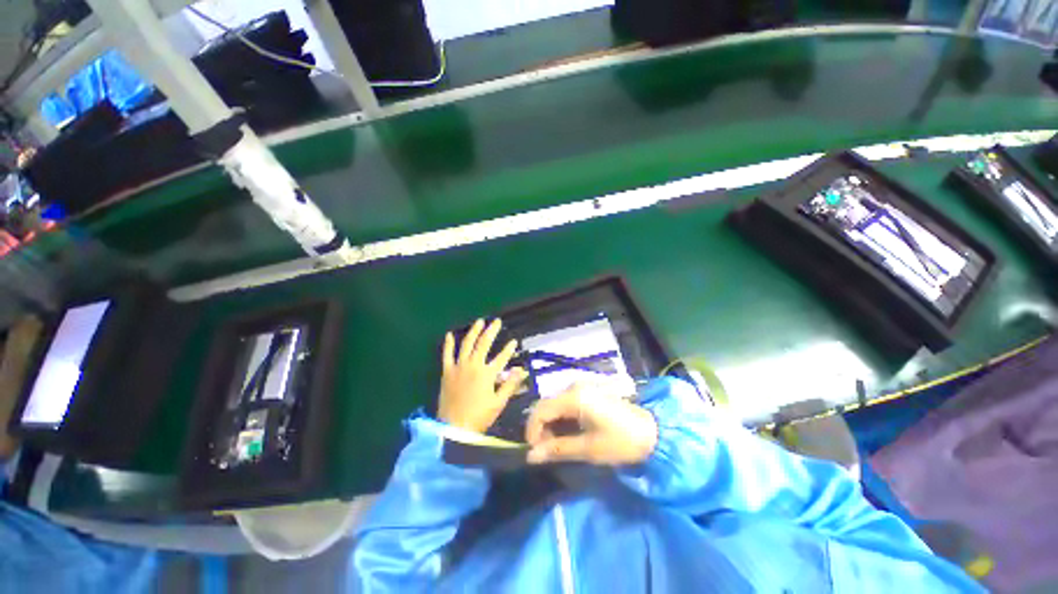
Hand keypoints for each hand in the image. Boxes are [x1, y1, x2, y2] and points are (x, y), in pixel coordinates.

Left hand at [439, 319, 526, 432]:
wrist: (454, 428)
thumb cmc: (480, 416)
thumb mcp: (499, 402)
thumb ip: (511, 384)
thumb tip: (522, 370)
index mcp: (487, 373)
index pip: (502, 357)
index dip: (509, 349)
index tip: (514, 341)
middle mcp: (473, 365)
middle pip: (483, 343)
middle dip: (491, 331)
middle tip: (496, 321)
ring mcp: (458, 367)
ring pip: (466, 344)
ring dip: (473, 331)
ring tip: (479, 322)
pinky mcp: (447, 372)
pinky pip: (447, 355)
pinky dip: (448, 344)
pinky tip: (449, 334)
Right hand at [525, 383, 657, 465]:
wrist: (652, 432)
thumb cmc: (621, 441)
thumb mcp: (588, 449)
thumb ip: (557, 450)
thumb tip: (530, 457)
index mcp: (574, 397)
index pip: (540, 410)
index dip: (532, 431)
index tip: (535, 452)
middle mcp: (574, 387)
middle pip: (546, 405)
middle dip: (541, 429)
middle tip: (546, 451)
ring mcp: (582, 387)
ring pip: (555, 404)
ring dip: (551, 424)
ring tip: (557, 445)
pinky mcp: (588, 392)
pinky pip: (565, 403)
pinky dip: (561, 419)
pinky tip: (568, 433)